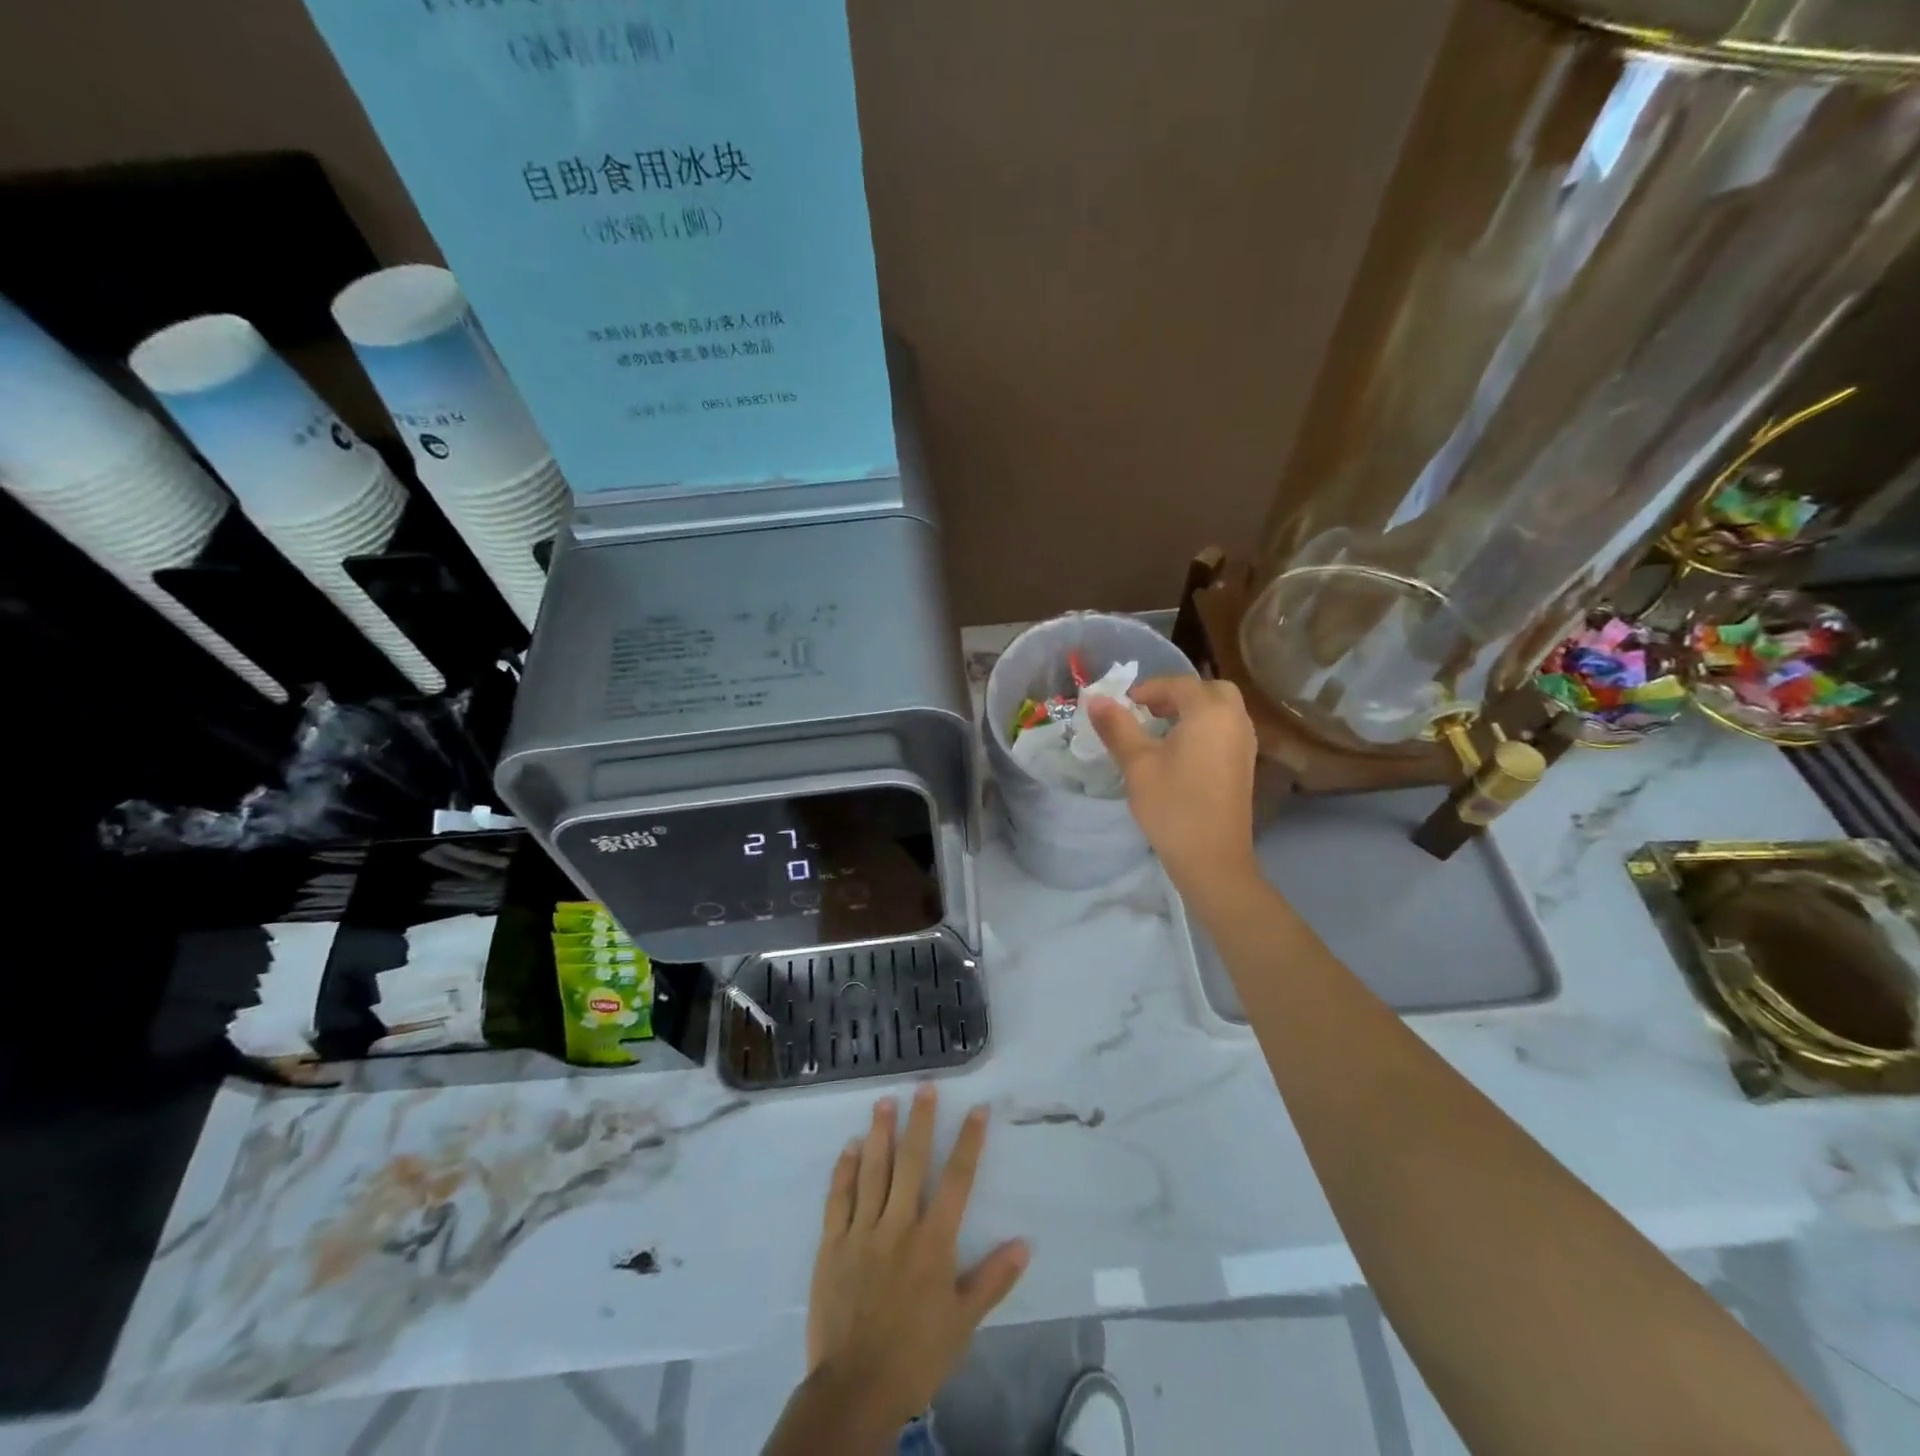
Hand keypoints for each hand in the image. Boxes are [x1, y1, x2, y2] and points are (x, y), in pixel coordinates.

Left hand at [805, 1085, 1029, 1430]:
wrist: (856, 1389)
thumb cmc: (916, 1354)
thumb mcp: (963, 1323)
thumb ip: (993, 1279)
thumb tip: (1025, 1243)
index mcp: (933, 1241)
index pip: (957, 1180)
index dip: (969, 1142)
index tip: (977, 1109)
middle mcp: (899, 1225)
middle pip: (912, 1163)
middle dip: (920, 1122)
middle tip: (924, 1087)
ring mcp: (862, 1231)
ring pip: (872, 1170)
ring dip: (879, 1134)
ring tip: (884, 1102)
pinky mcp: (833, 1243)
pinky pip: (838, 1198)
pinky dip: (843, 1170)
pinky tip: (848, 1147)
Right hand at [1088, 675, 1259, 895]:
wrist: (1212, 858)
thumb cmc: (1172, 806)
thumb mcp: (1137, 764)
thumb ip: (1117, 727)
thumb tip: (1096, 699)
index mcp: (1210, 712)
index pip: (1179, 684)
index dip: (1149, 689)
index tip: (1123, 704)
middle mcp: (1235, 720)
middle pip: (1210, 690)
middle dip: (1178, 694)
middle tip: (1148, 711)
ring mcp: (1245, 744)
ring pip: (1221, 710)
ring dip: (1193, 710)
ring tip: (1160, 730)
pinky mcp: (1245, 766)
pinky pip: (1226, 730)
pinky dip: (1205, 728)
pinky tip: (1180, 752)